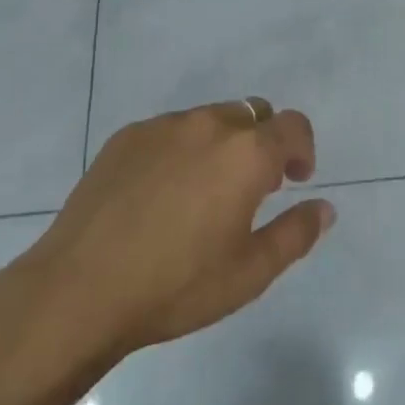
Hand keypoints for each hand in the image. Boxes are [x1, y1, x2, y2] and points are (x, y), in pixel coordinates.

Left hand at [0, 100, 332, 404]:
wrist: (78, 290)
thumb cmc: (175, 286)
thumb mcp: (249, 273)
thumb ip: (296, 234)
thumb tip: (325, 208)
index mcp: (246, 153)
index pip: (292, 125)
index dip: (302, 149)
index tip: (294, 180)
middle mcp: (209, 124)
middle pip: (253, 113)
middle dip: (263, 142)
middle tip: (253, 188)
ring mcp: (163, 126)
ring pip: (211, 118)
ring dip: (223, 144)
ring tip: (203, 192)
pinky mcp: (127, 136)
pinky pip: (171, 130)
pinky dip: (182, 148)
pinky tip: (161, 194)